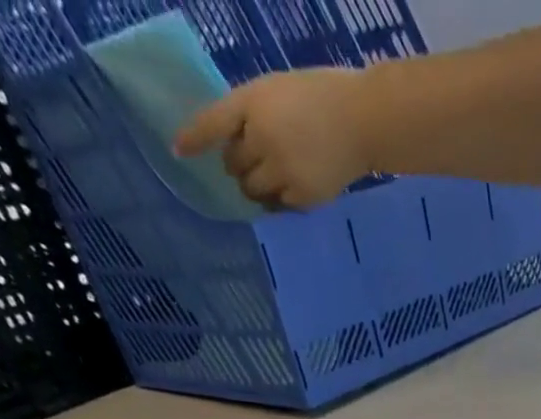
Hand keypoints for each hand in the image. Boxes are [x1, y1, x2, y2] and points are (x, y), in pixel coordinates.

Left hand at [175, 67, 375, 209]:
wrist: (363, 121)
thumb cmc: (322, 96)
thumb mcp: (278, 91)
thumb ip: (255, 113)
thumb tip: (235, 146)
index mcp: (253, 103)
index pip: (213, 123)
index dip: (193, 139)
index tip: (177, 152)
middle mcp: (261, 138)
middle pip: (234, 166)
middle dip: (240, 165)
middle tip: (257, 161)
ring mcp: (281, 170)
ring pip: (254, 191)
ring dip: (257, 187)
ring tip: (274, 179)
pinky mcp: (301, 196)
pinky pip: (278, 205)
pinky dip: (280, 200)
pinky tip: (293, 189)